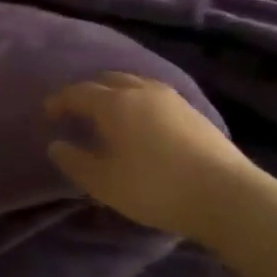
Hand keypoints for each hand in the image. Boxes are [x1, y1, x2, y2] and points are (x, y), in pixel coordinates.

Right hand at [45, 74, 261, 242]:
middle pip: (108, 80)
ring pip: (135, 84)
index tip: (48, 114)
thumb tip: (56, 145)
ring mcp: (172, 99)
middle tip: (78, 112)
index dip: (59, 101)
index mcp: (114, 103)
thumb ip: (74, 161)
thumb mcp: (104, 182)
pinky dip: (139, 102)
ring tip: (110, 115)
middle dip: (89, 92)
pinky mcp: (195, 113)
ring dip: (117, 94)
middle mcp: (141, 91)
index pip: (78, 92)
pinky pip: (155, 96)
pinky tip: (143, 124)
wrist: (228, 196)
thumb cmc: (155, 187)